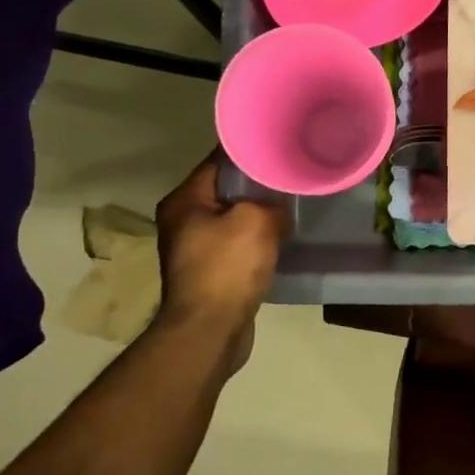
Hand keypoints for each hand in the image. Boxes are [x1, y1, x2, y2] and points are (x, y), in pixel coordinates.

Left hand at [153, 154, 285, 375]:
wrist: (210, 331)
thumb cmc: (227, 268)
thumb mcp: (258, 221)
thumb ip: (273, 203)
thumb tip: (280, 208)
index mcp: (184, 200)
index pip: (219, 161)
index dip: (250, 151)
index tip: (279, 143)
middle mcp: (182, 220)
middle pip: (226, 189)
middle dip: (258, 183)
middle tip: (291, 173)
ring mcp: (193, 249)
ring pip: (233, 217)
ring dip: (259, 213)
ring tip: (291, 203)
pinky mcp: (208, 272)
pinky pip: (237, 243)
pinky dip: (257, 239)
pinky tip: (281, 237)